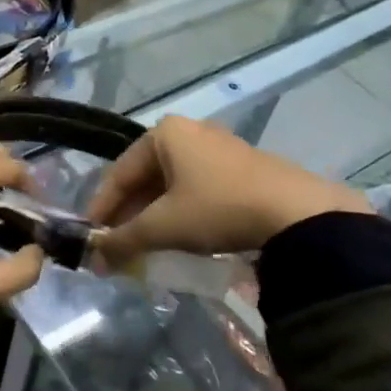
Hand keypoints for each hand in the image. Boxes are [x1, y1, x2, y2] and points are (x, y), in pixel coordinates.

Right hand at [87, 115, 371, 261]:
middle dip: (129, 214)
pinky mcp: (243, 168)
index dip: (102, 207)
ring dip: (154, 215)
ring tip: (146, 245)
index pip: (119, 173)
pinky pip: (197, 188)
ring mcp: (219, 148)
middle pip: (145, 177)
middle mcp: (189, 132)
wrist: (299, 214)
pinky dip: (182, 212)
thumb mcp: (164, 226)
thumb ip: (123, 240)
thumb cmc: (218, 208)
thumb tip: (94, 258)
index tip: (91, 236)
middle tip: (117, 245)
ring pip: (172, 184)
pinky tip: (182, 237)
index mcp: (164, 134)